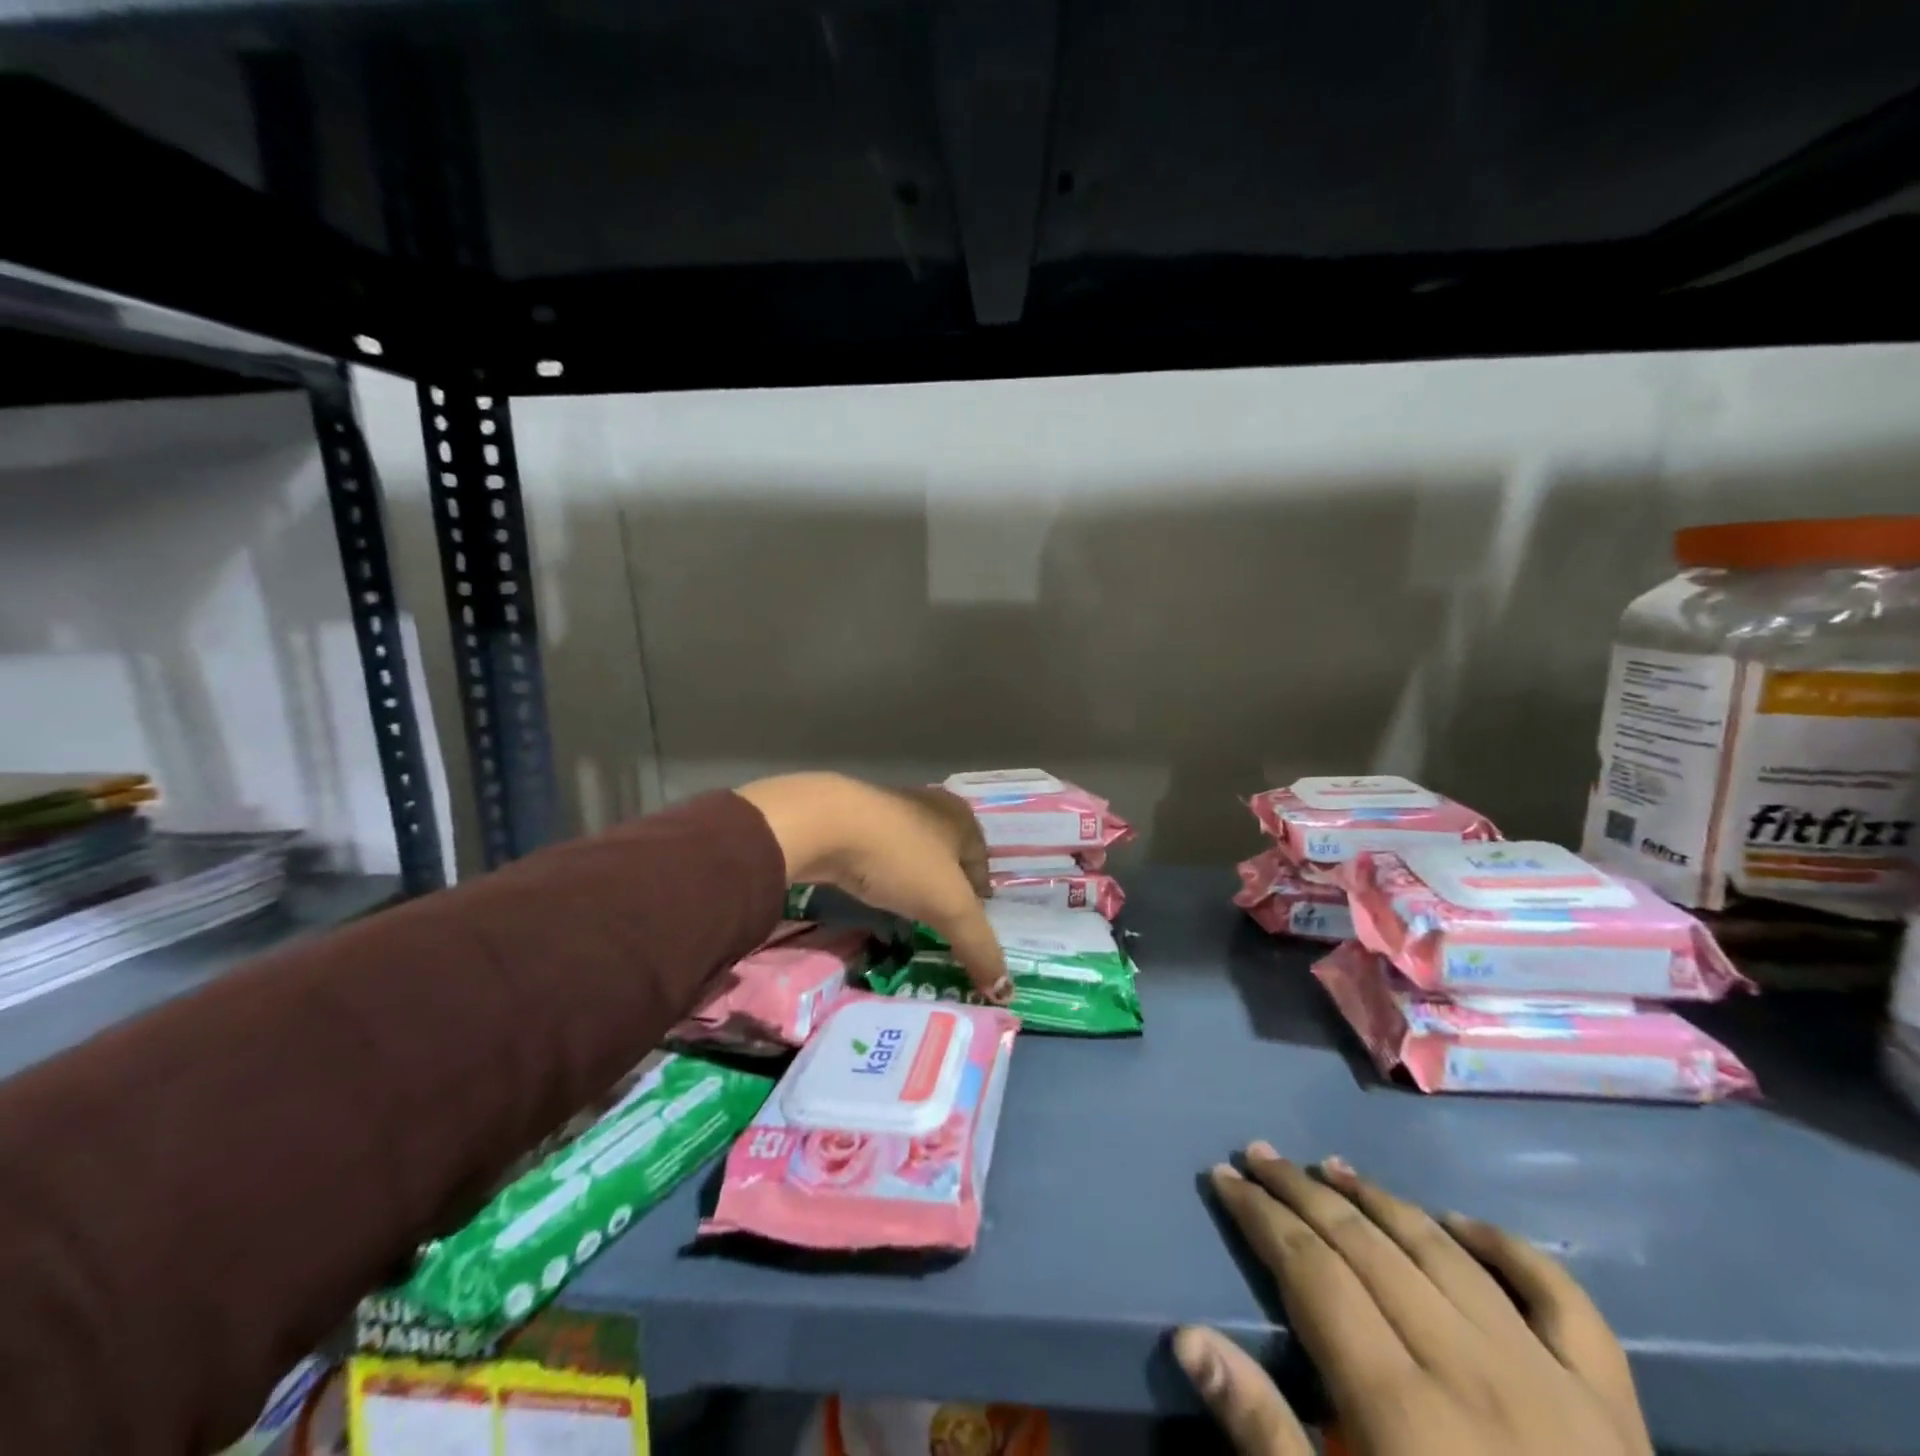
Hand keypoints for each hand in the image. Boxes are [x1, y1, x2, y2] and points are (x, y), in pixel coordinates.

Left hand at [737, 773, 1009, 1002]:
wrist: (826, 823)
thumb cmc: (901, 857)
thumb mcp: (948, 906)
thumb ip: (978, 945)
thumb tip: (1005, 990)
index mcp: (962, 818)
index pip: (982, 863)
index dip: (979, 897)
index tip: (970, 926)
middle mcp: (931, 806)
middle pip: (949, 857)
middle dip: (947, 889)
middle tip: (941, 923)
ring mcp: (890, 808)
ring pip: (913, 853)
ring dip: (913, 881)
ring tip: (908, 912)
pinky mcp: (854, 818)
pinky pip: (881, 854)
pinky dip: (883, 874)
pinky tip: (874, 891)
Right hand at [1174, 1144, 1650, 1455]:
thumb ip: (1265, 1438)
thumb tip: (1189, 1336)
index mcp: (1404, 1410)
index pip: (1311, 1270)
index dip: (1260, 1215)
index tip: (1222, 1175)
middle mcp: (1473, 1370)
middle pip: (1367, 1245)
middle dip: (1301, 1191)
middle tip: (1260, 1154)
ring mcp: (1553, 1384)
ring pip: (1443, 1252)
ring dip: (1380, 1199)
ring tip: (1331, 1168)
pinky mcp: (1616, 1411)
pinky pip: (1561, 1300)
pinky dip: (1508, 1249)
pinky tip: (1461, 1224)